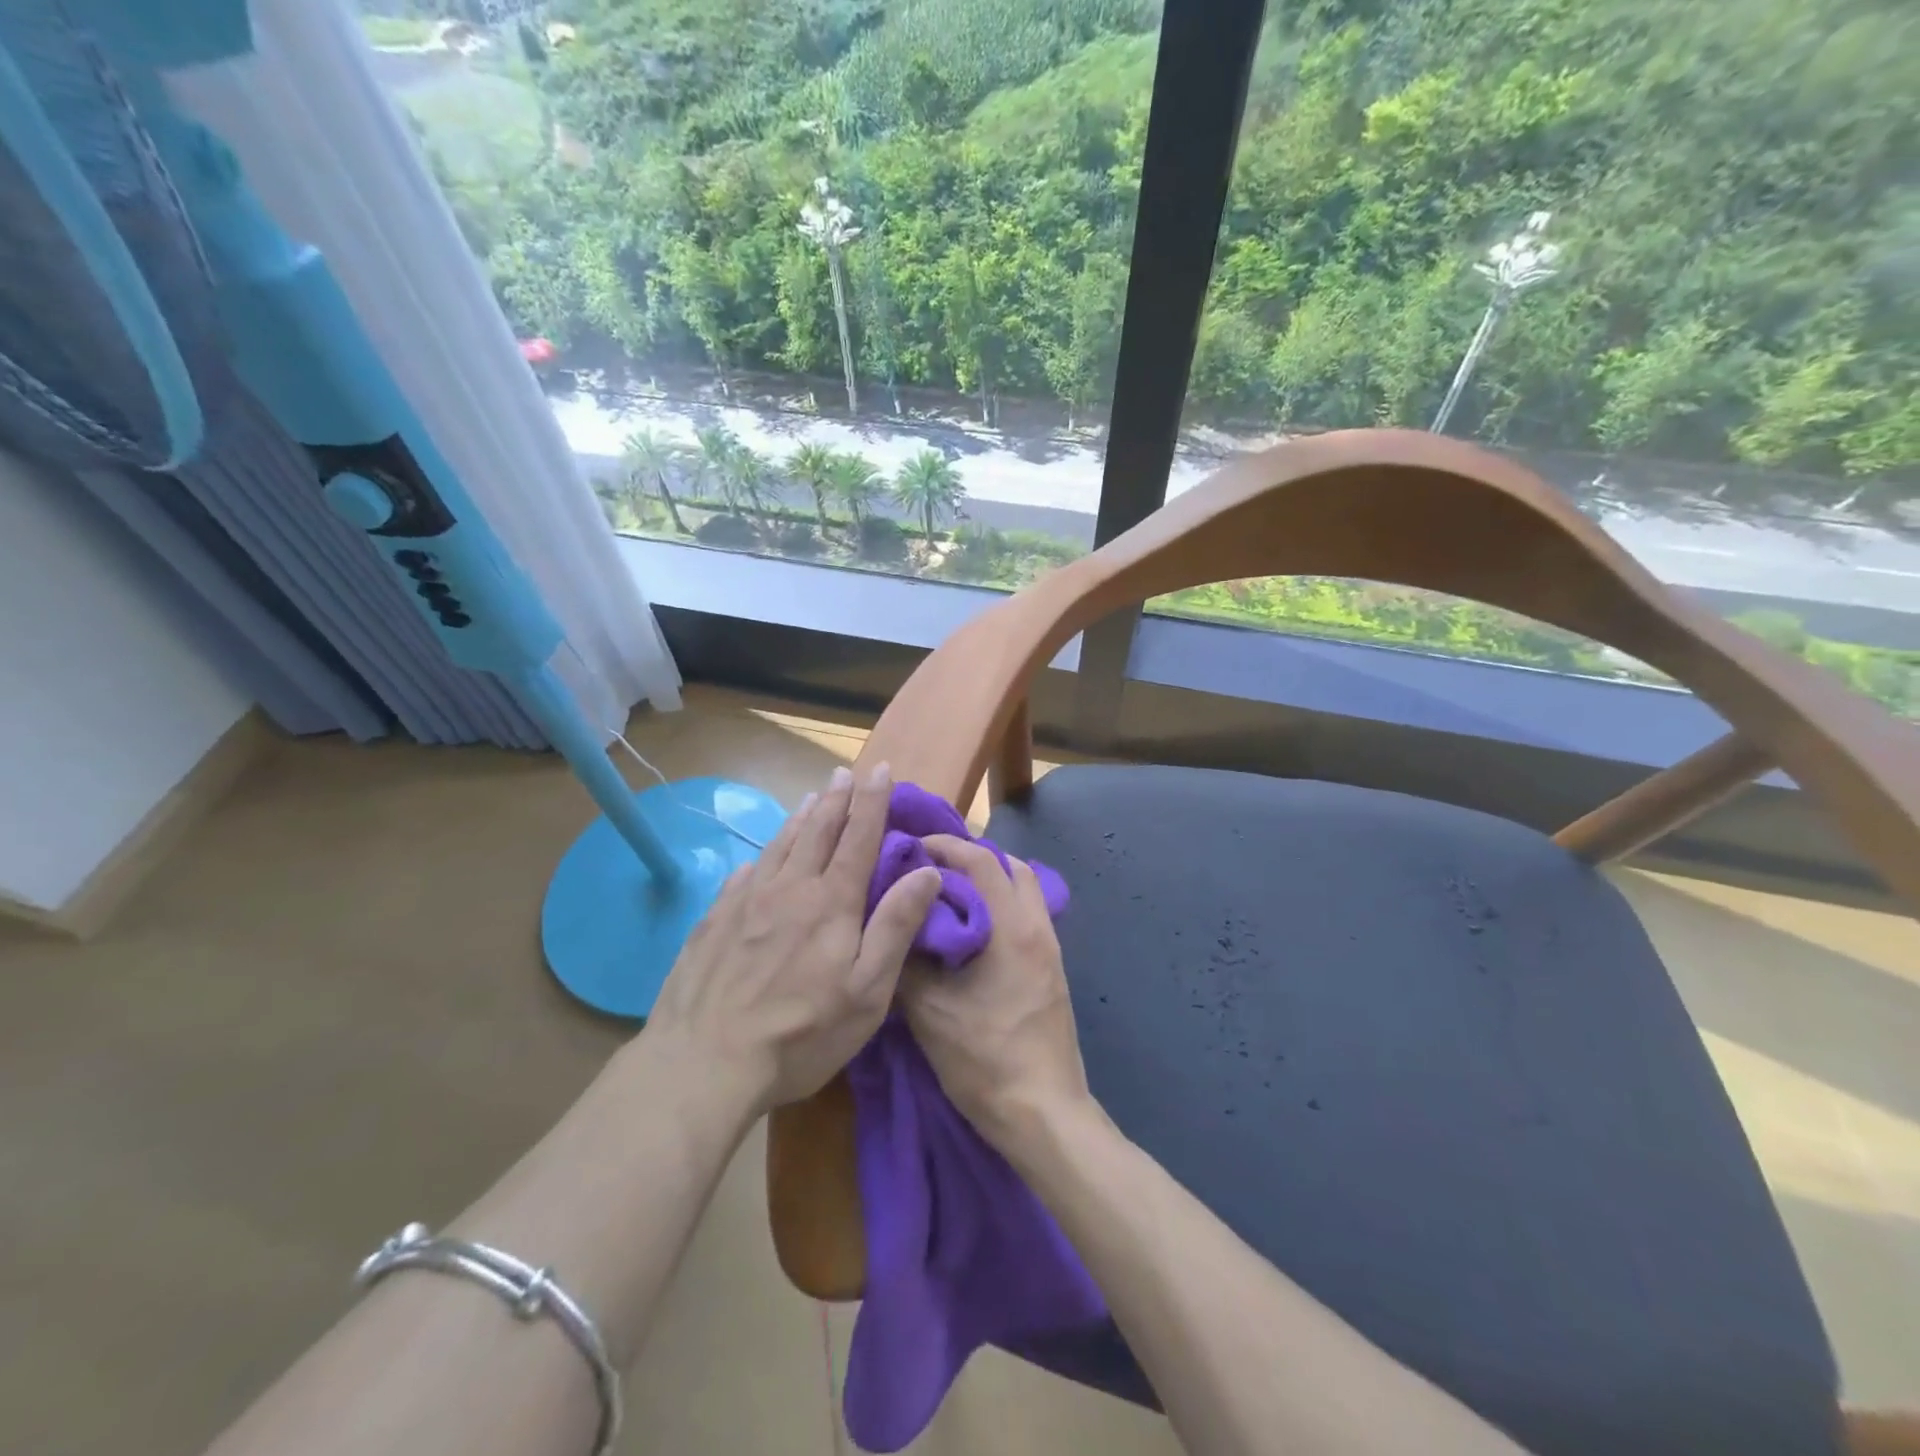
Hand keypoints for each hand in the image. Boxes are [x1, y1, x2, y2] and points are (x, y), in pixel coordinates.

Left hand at [646, 762, 941, 1116]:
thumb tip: (927, 872)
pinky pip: (743, 874)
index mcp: (831, 902)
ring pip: (779, 845)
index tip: (880, 768)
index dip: (872, 801)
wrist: (703, 1062)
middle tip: (844, 772)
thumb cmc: (801, 1034)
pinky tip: (759, 858)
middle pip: (817, 831)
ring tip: (812, 797)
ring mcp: (745, 901)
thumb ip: (896, 926)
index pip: (859, 837)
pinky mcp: (713, 921)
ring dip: (800, 817)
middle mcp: (789, 888)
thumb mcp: (867, 990)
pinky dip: (761, 856)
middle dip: (836, 798)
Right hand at [899, 835, 1092, 1148]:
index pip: (981, 861)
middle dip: (971, 857)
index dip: (946, 846)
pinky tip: (971, 931)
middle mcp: (1038, 927)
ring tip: (949, 895)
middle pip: (1011, 866)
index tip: (913, 847)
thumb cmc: (985, 1060)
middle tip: (931, 868)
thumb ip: (906, 961)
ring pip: (1025, 890)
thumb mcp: (929, 1012)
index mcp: (1012, 928)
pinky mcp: (1052, 969)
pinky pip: (1028, 915)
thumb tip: (890, 925)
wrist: (1044, 1113)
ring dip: (990, 881)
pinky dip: (1001, 905)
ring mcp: (1051, 949)